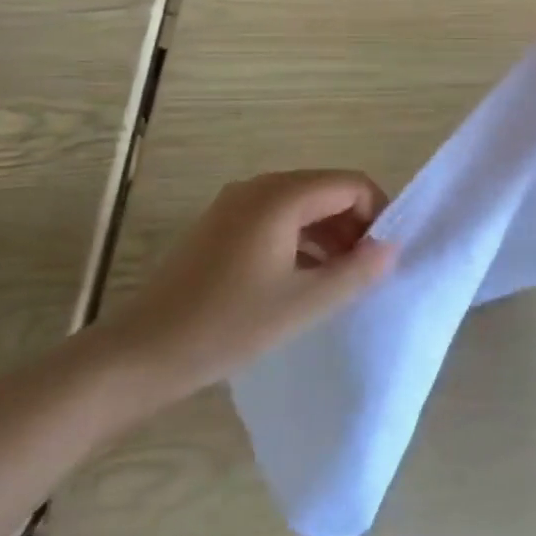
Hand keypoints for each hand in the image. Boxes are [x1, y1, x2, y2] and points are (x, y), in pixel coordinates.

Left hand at [102, 171, 394, 391]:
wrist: (144, 350)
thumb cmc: (229, 325)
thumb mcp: (303, 303)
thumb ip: (355, 272)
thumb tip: (391, 248)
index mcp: (281, 196)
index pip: (351, 185)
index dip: (378, 214)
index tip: (385, 256)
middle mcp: (259, 187)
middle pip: (326, 190)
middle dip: (355, 224)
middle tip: (366, 271)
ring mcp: (235, 204)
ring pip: (301, 205)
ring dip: (328, 233)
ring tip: (339, 279)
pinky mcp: (221, 224)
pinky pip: (275, 218)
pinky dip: (300, 238)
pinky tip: (303, 278)